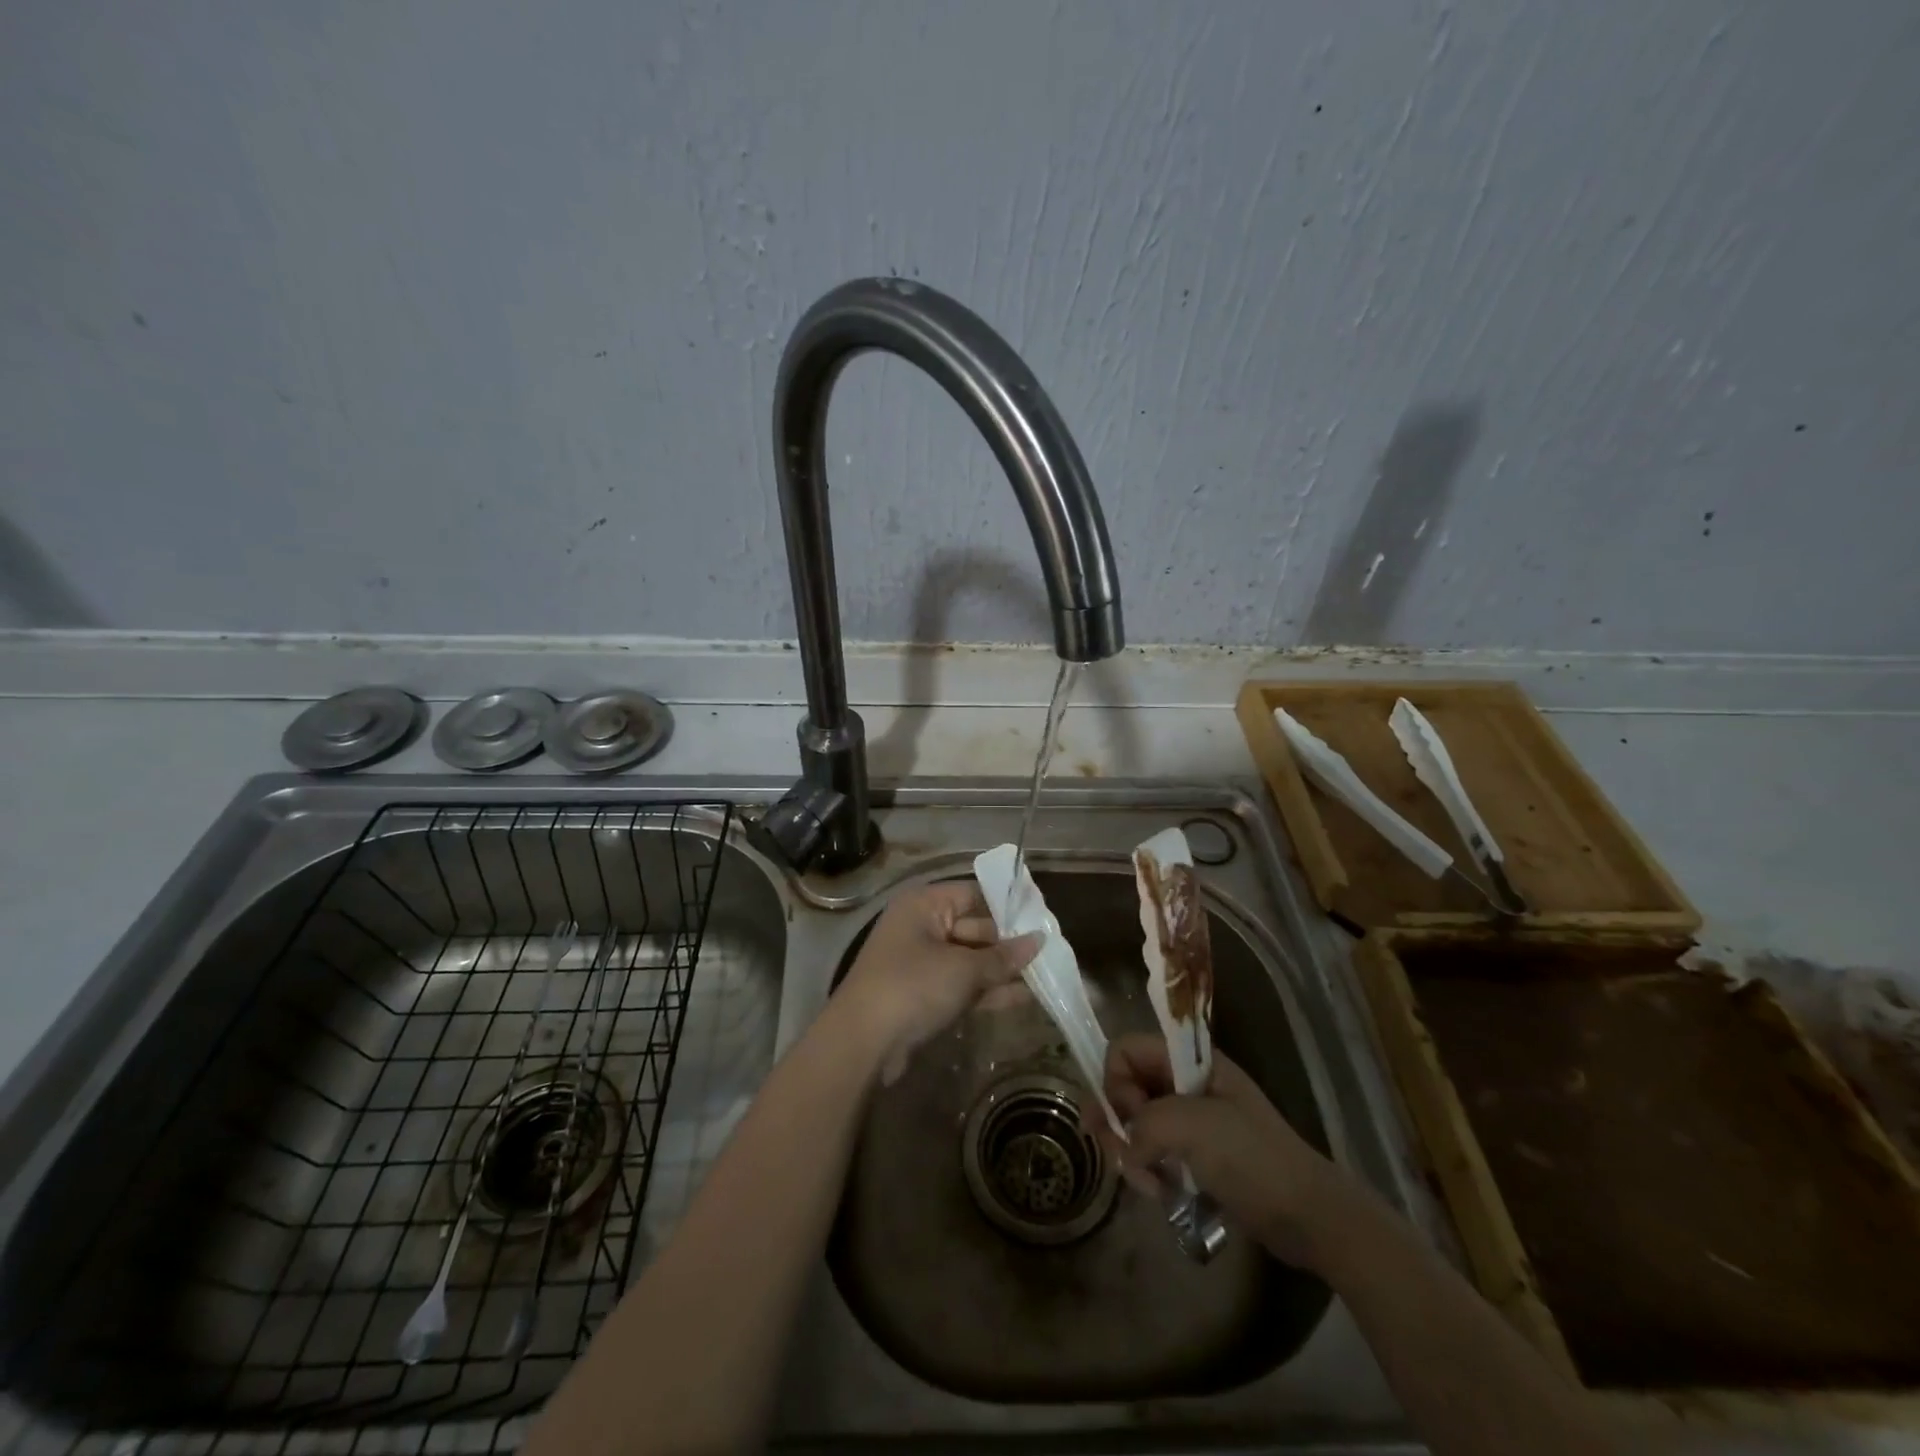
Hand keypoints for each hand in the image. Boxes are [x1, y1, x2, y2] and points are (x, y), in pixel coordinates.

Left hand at [833, 880, 1041, 1085]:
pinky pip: (962, 985)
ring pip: (971, 959)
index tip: (1042, 918)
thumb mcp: (963, 970)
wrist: (863, 1043)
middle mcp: (922, 926)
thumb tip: (1038, 940)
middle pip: (975, 927)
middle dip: (1009, 943)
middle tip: (1051, 952)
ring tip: (1046, 977)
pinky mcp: (924, 995)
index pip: (974, 894)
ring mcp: (922, 962)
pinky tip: (1023, 998)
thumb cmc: (913, 987)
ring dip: (1002, 970)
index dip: (1007, 906)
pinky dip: (987, 991)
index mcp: (924, 905)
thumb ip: (1002, 957)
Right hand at [1095, 1034, 1349, 1268]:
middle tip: (1120, 1155)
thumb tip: (1125, 1146)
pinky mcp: (1193, 1155)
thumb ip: (1143, 1123)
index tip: (1128, 1116)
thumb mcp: (1192, 1126)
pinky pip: (1152, 1152)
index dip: (1116, 1080)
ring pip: (1135, 1123)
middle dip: (1116, 1121)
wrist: (1308, 1215)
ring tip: (1147, 1183)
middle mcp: (1184, 1083)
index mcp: (1189, 1062)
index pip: (1126, 1049)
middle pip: (1126, 1086)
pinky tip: (1160, 1193)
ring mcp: (1189, 1120)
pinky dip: (1147, 1170)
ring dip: (1130, 1152)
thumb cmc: (1252, 1158)